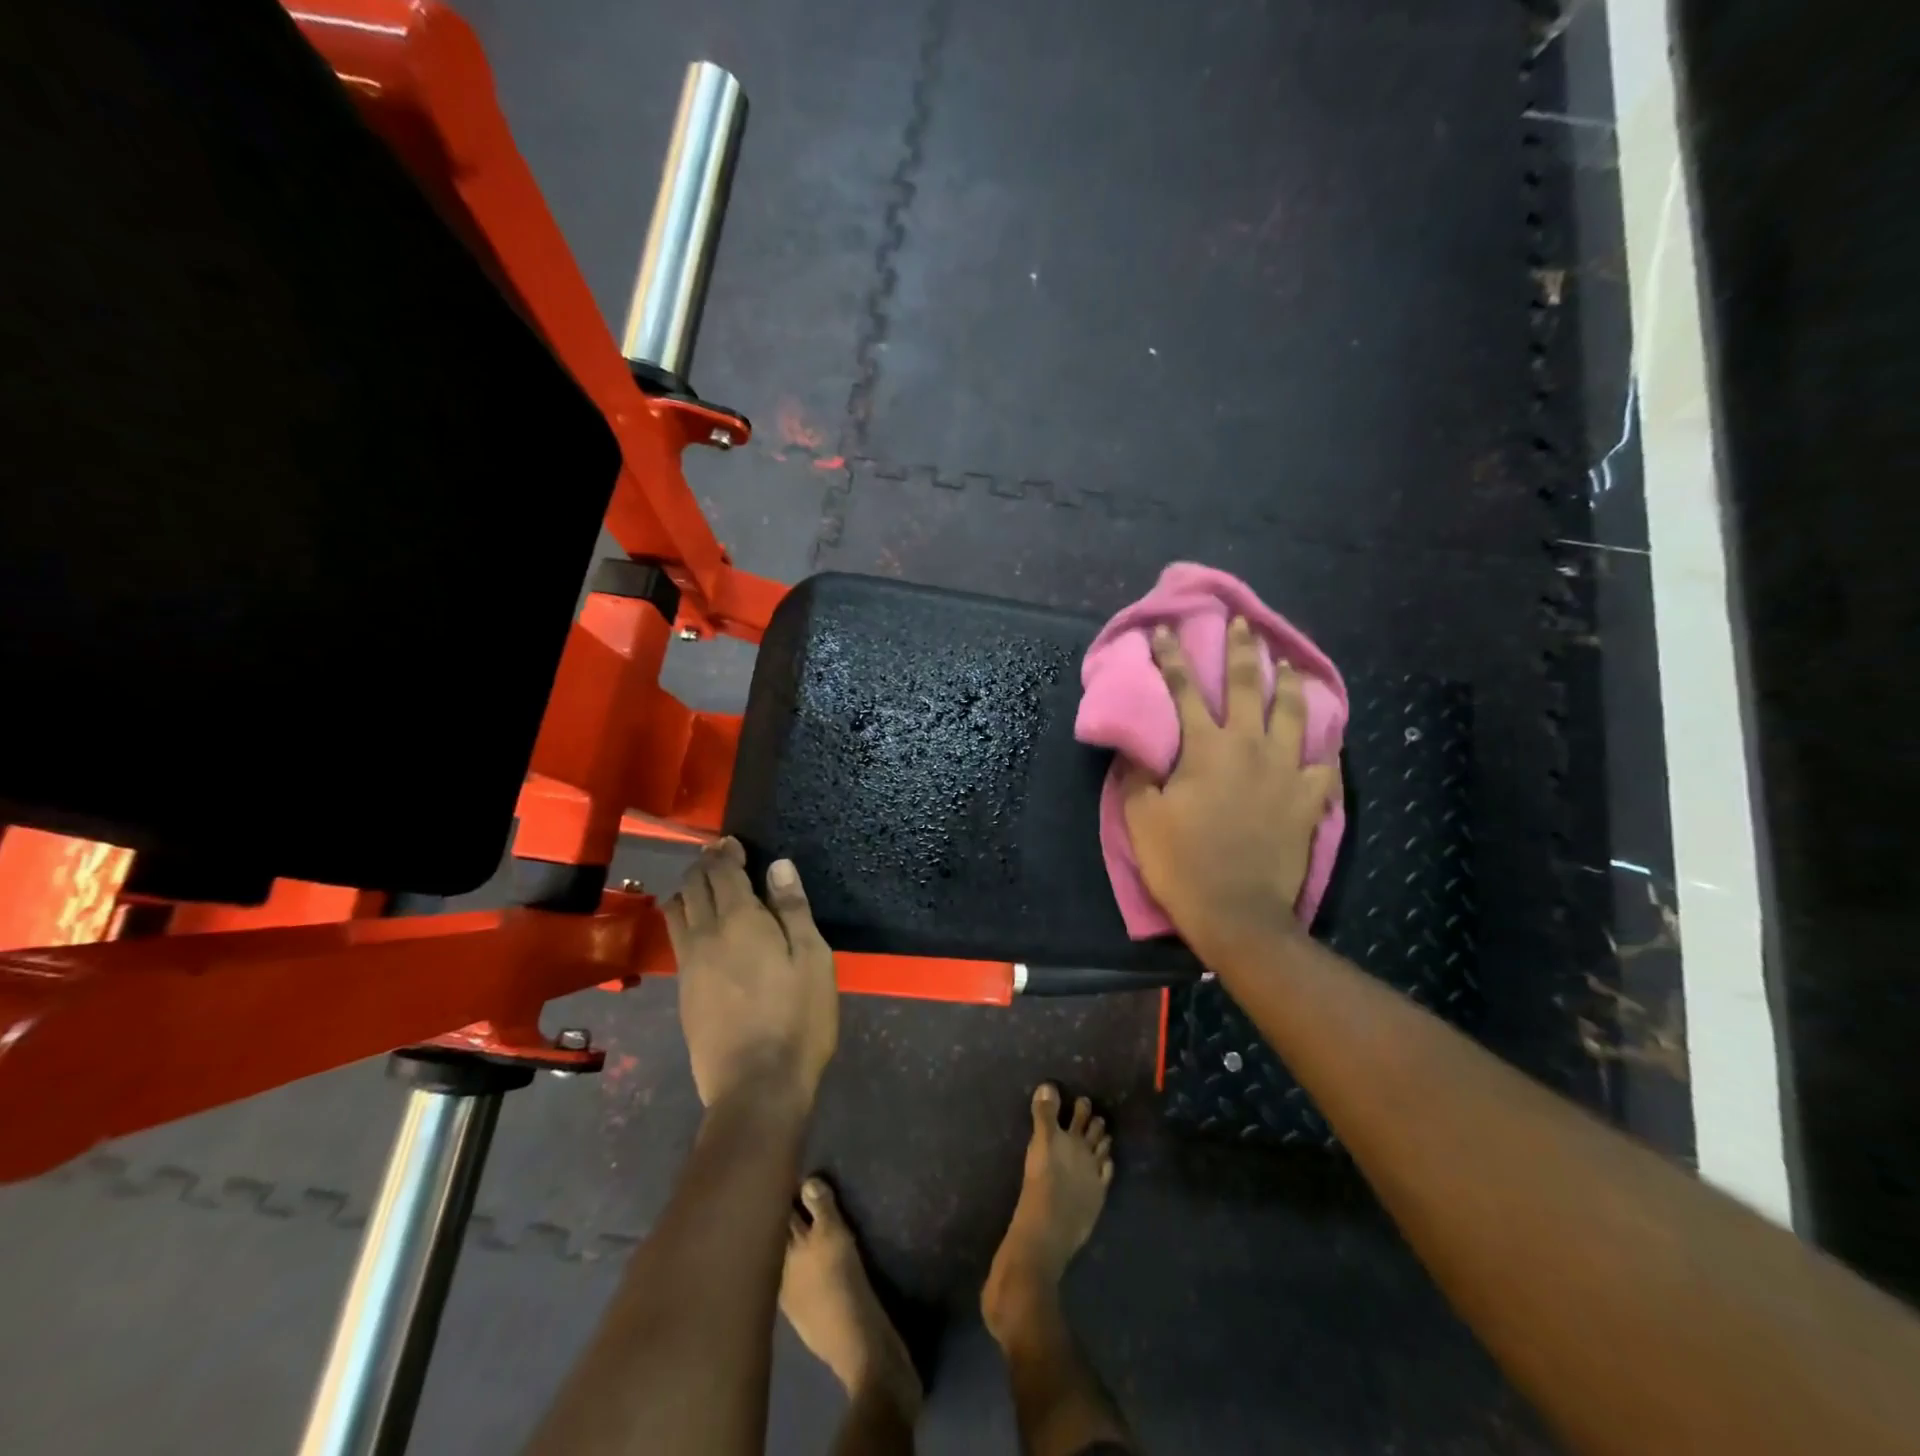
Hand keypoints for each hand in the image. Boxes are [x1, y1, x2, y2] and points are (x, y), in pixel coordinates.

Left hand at [665, 838, 837, 1109]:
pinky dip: (686, 920)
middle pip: (693, 886)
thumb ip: (794, 909)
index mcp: (738, 920)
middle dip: (704, 865)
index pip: (722, 871)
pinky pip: (677, 939)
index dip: (725, 852)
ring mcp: (688, 965)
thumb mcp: (812, 959)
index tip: (733, 843)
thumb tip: (778, 866)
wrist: (755, 1085)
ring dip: (688, 891)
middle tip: (723, 859)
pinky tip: (704, 931)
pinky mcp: (683, 991)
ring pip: (675, 911)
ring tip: (708, 888)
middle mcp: (704, 935)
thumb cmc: (797, 1017)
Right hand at [1121, 617, 1339, 971]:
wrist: (1237, 912)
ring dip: (1290, 682)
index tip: (1165, 630)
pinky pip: (1324, 762)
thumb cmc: (1182, 862)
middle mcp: (1249, 746)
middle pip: (1248, 685)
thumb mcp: (1140, 817)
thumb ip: (1138, 774)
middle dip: (1242, 650)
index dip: (1172, 656)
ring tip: (1290, 663)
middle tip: (1243, 624)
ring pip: (1294, 713)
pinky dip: (1325, 744)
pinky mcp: (1309, 798)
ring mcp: (1286, 770)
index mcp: (1205, 747)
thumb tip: (1137, 746)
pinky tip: (1326, 735)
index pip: (1185, 689)